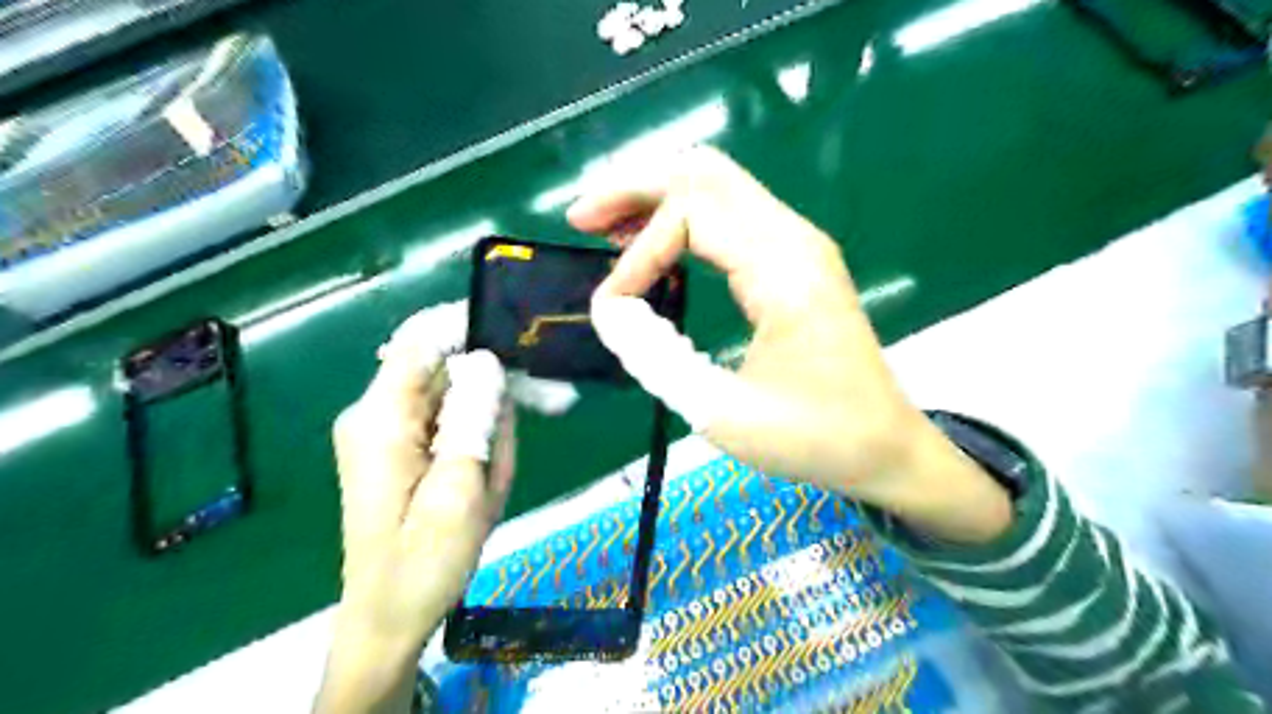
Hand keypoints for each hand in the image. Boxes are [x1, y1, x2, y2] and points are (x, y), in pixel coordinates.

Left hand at [317, 303, 516, 712]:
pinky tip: (510, 443)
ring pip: (451, 388)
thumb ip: (473, 420)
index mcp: (382, 418)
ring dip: (496, 400)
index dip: (470, 324)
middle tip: (556, 396)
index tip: (523, 333)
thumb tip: (487, 361)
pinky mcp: (401, 445)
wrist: (389, 615)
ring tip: (543, 419)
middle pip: (443, 363)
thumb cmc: (425, 562)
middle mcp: (378, 412)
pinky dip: (482, 420)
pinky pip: (447, 414)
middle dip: (499, 373)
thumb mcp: (462, 491)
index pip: (422, 338)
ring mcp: (388, 428)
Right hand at [571, 146, 1010, 546]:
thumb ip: (655, 359)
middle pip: (704, 173)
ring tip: (606, 226)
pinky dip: (683, 219)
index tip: (611, 309)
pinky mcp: (795, 262)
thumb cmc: (815, 437)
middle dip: (635, 186)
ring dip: (657, 197)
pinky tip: (655, 245)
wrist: (886, 446)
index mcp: (784, 267)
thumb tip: (609, 312)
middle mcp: (793, 238)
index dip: (638, 257)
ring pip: (717, 186)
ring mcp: (798, 244)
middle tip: (581, 217)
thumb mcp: (723, 413)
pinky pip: (731, 216)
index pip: (691, 217)